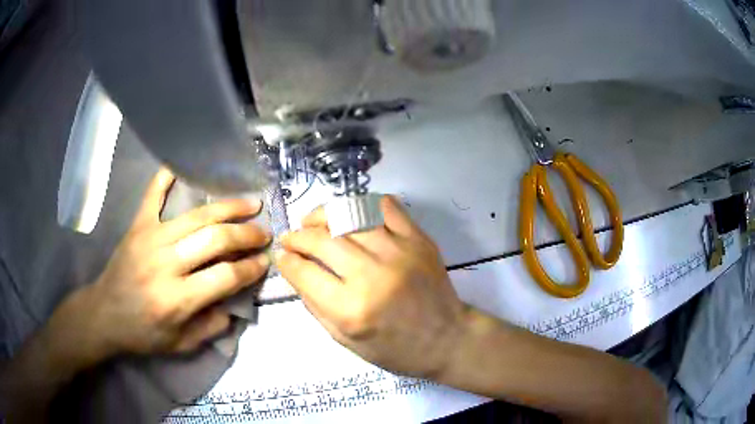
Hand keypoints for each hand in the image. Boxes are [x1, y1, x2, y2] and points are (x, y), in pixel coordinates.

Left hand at [70, 168, 270, 359]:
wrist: (104, 314)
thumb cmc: (142, 334)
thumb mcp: (180, 345)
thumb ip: (210, 328)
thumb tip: (234, 305)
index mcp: (176, 299)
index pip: (225, 276)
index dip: (250, 268)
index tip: (265, 262)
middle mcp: (165, 264)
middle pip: (214, 239)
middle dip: (246, 235)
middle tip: (263, 233)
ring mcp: (150, 239)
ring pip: (196, 216)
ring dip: (227, 207)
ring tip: (249, 203)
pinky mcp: (137, 226)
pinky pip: (153, 195)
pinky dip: (167, 178)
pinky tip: (182, 165)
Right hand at [277, 196, 468, 378]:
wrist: (447, 338)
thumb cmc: (395, 349)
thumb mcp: (346, 341)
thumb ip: (315, 306)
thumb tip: (295, 272)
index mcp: (351, 309)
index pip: (304, 273)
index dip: (286, 262)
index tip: (281, 257)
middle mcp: (372, 275)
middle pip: (321, 240)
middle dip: (297, 237)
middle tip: (290, 238)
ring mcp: (398, 251)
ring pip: (347, 216)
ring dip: (322, 216)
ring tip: (312, 222)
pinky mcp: (418, 238)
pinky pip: (384, 206)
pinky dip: (361, 204)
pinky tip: (350, 214)